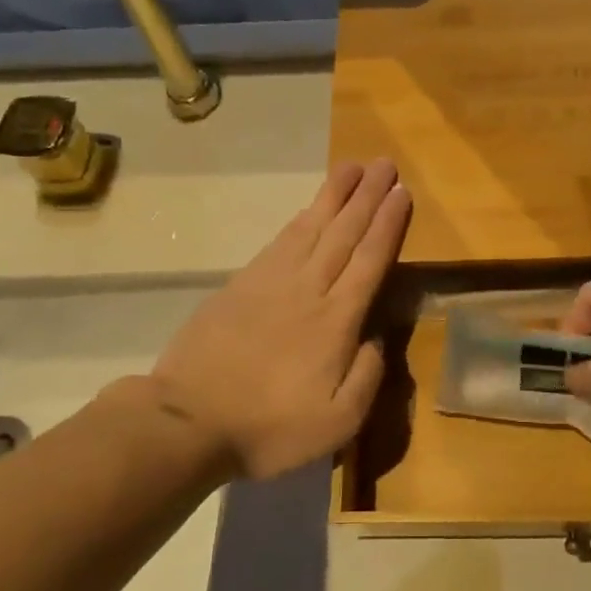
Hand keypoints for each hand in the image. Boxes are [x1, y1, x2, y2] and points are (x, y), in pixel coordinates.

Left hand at [145, 159, 409, 478]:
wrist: (187, 422)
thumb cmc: (268, 428)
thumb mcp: (337, 424)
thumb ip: (367, 377)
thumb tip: (378, 338)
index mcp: (335, 322)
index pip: (369, 261)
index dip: (387, 224)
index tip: (402, 191)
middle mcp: (308, 290)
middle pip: (344, 233)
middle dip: (368, 196)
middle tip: (386, 163)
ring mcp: (271, 282)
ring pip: (311, 227)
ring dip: (335, 195)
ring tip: (353, 167)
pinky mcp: (240, 285)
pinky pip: (280, 241)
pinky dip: (300, 219)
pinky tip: (309, 208)